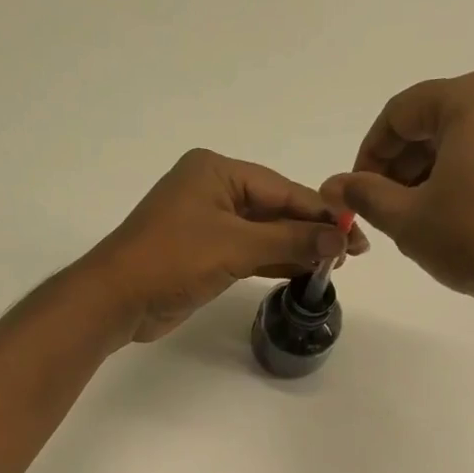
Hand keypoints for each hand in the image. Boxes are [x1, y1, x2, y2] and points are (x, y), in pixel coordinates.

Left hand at [87, 149, 367, 341]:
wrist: (117, 300)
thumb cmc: (171, 260)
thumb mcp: (235, 247)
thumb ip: (289, 241)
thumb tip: (339, 238)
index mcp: (216, 172)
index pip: (282, 189)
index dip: (321, 212)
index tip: (356, 231)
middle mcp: (213, 191)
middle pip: (275, 209)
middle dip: (311, 230)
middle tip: (353, 252)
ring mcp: (207, 224)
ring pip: (263, 233)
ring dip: (295, 248)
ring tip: (335, 263)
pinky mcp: (204, 254)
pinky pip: (248, 253)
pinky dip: (274, 261)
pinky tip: (303, 270)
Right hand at [323, 72, 473, 326]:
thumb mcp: (409, 219)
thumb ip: (365, 195)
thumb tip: (332, 185)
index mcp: (472, 98)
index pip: (400, 112)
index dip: (368, 153)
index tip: (358, 193)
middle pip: (434, 121)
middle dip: (400, 165)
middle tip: (384, 210)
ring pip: (464, 139)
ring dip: (429, 174)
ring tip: (417, 220)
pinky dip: (463, 178)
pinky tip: (455, 220)